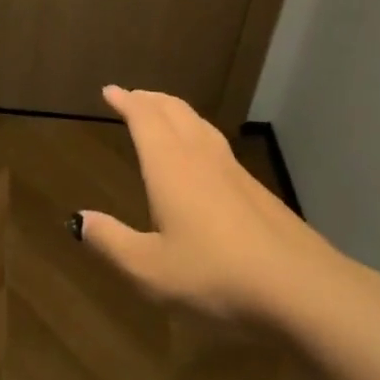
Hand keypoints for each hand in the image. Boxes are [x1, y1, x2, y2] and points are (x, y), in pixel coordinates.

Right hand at [79, 86, 349, 323]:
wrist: (301, 288)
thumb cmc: (215, 275)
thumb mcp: (150, 269)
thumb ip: (111, 242)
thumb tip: (78, 220)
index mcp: (169, 165)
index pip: (144, 118)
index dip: (126, 101)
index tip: (110, 91)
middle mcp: (199, 156)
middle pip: (173, 110)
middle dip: (149, 99)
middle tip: (133, 96)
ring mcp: (233, 170)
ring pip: (199, 123)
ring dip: (175, 111)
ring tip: (163, 114)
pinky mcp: (256, 189)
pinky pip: (216, 143)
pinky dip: (196, 132)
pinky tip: (201, 156)